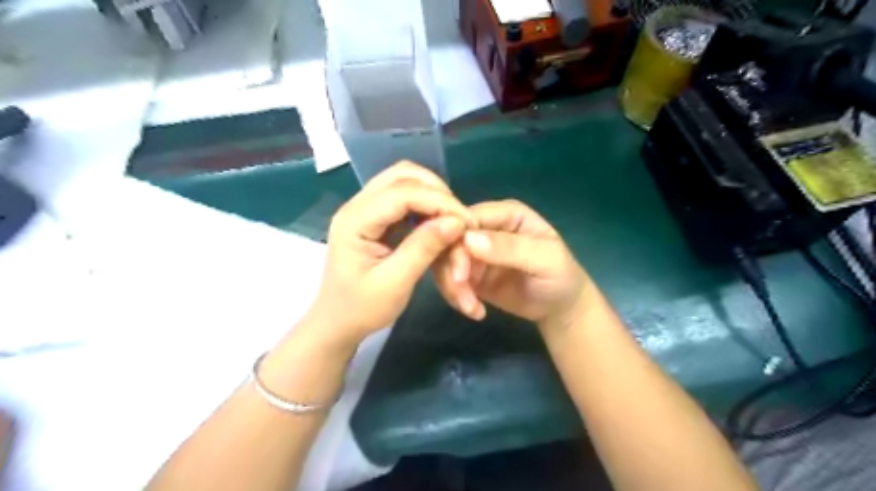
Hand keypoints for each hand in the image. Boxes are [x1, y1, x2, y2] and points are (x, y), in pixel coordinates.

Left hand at [306, 160, 476, 349]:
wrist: (337, 323)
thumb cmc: (362, 308)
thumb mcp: (395, 283)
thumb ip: (423, 248)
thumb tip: (456, 222)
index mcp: (355, 221)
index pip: (403, 193)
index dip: (439, 202)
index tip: (466, 222)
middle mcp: (357, 205)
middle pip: (402, 175)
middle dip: (436, 191)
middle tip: (459, 218)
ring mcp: (364, 209)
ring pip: (404, 181)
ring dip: (432, 195)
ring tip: (451, 220)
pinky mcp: (373, 217)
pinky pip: (403, 197)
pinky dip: (424, 204)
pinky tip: (436, 222)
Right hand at [438, 198, 594, 330]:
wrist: (560, 308)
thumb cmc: (560, 276)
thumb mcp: (544, 260)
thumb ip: (510, 248)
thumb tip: (469, 240)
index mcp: (506, 214)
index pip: (467, 218)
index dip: (456, 242)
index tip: (460, 273)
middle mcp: (485, 228)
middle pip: (449, 240)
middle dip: (452, 270)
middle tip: (464, 298)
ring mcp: (474, 251)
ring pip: (444, 261)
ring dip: (452, 287)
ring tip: (472, 309)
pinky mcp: (469, 273)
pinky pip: (449, 280)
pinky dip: (456, 297)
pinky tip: (475, 311)